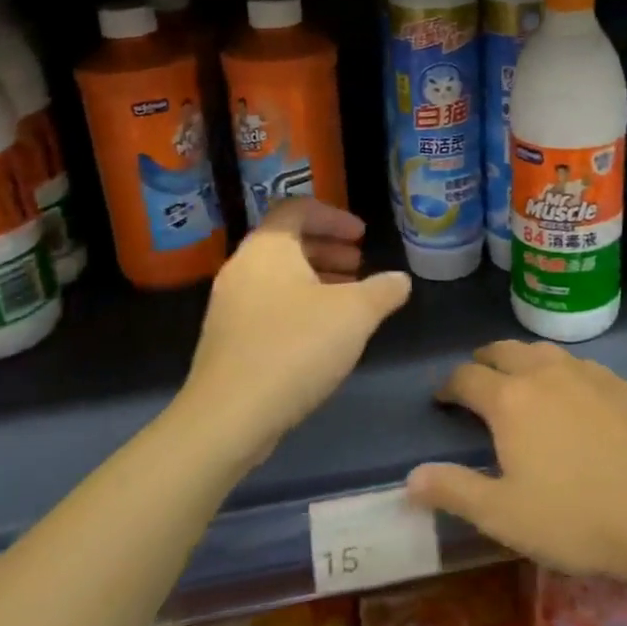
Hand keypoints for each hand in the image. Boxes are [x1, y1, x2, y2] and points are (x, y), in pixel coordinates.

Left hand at [183, 200, 410, 464]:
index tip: (361, 237)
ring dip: (315, 280)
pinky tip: (322, 335)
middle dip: (328, 249)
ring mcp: (229, 305)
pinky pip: (267, 305)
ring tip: (348, 300)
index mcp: (267, 248)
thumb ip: (383, 290)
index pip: (297, 209)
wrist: (229, 416)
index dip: (333, 216)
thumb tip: (400, 280)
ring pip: (277, 277)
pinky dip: (298, 305)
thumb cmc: (295, 348)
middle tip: (359, 265)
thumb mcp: (355, 314)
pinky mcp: (226, 339)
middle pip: (286, 243)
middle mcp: (242, 268)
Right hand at [406, 341, 626, 589]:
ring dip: (522, 360)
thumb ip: (455, 491)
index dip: (448, 387)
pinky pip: (580, 365)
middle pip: (504, 351)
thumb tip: (411, 477)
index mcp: (510, 399)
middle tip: (477, 381)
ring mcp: (589, 374)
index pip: (466, 378)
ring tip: (520, 381)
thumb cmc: (577, 518)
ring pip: (544, 352)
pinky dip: (561, 372)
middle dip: (483, 362)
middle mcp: (546, 373)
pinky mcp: (623, 385)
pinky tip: (573, 396)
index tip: (442, 400)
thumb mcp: (504, 516)